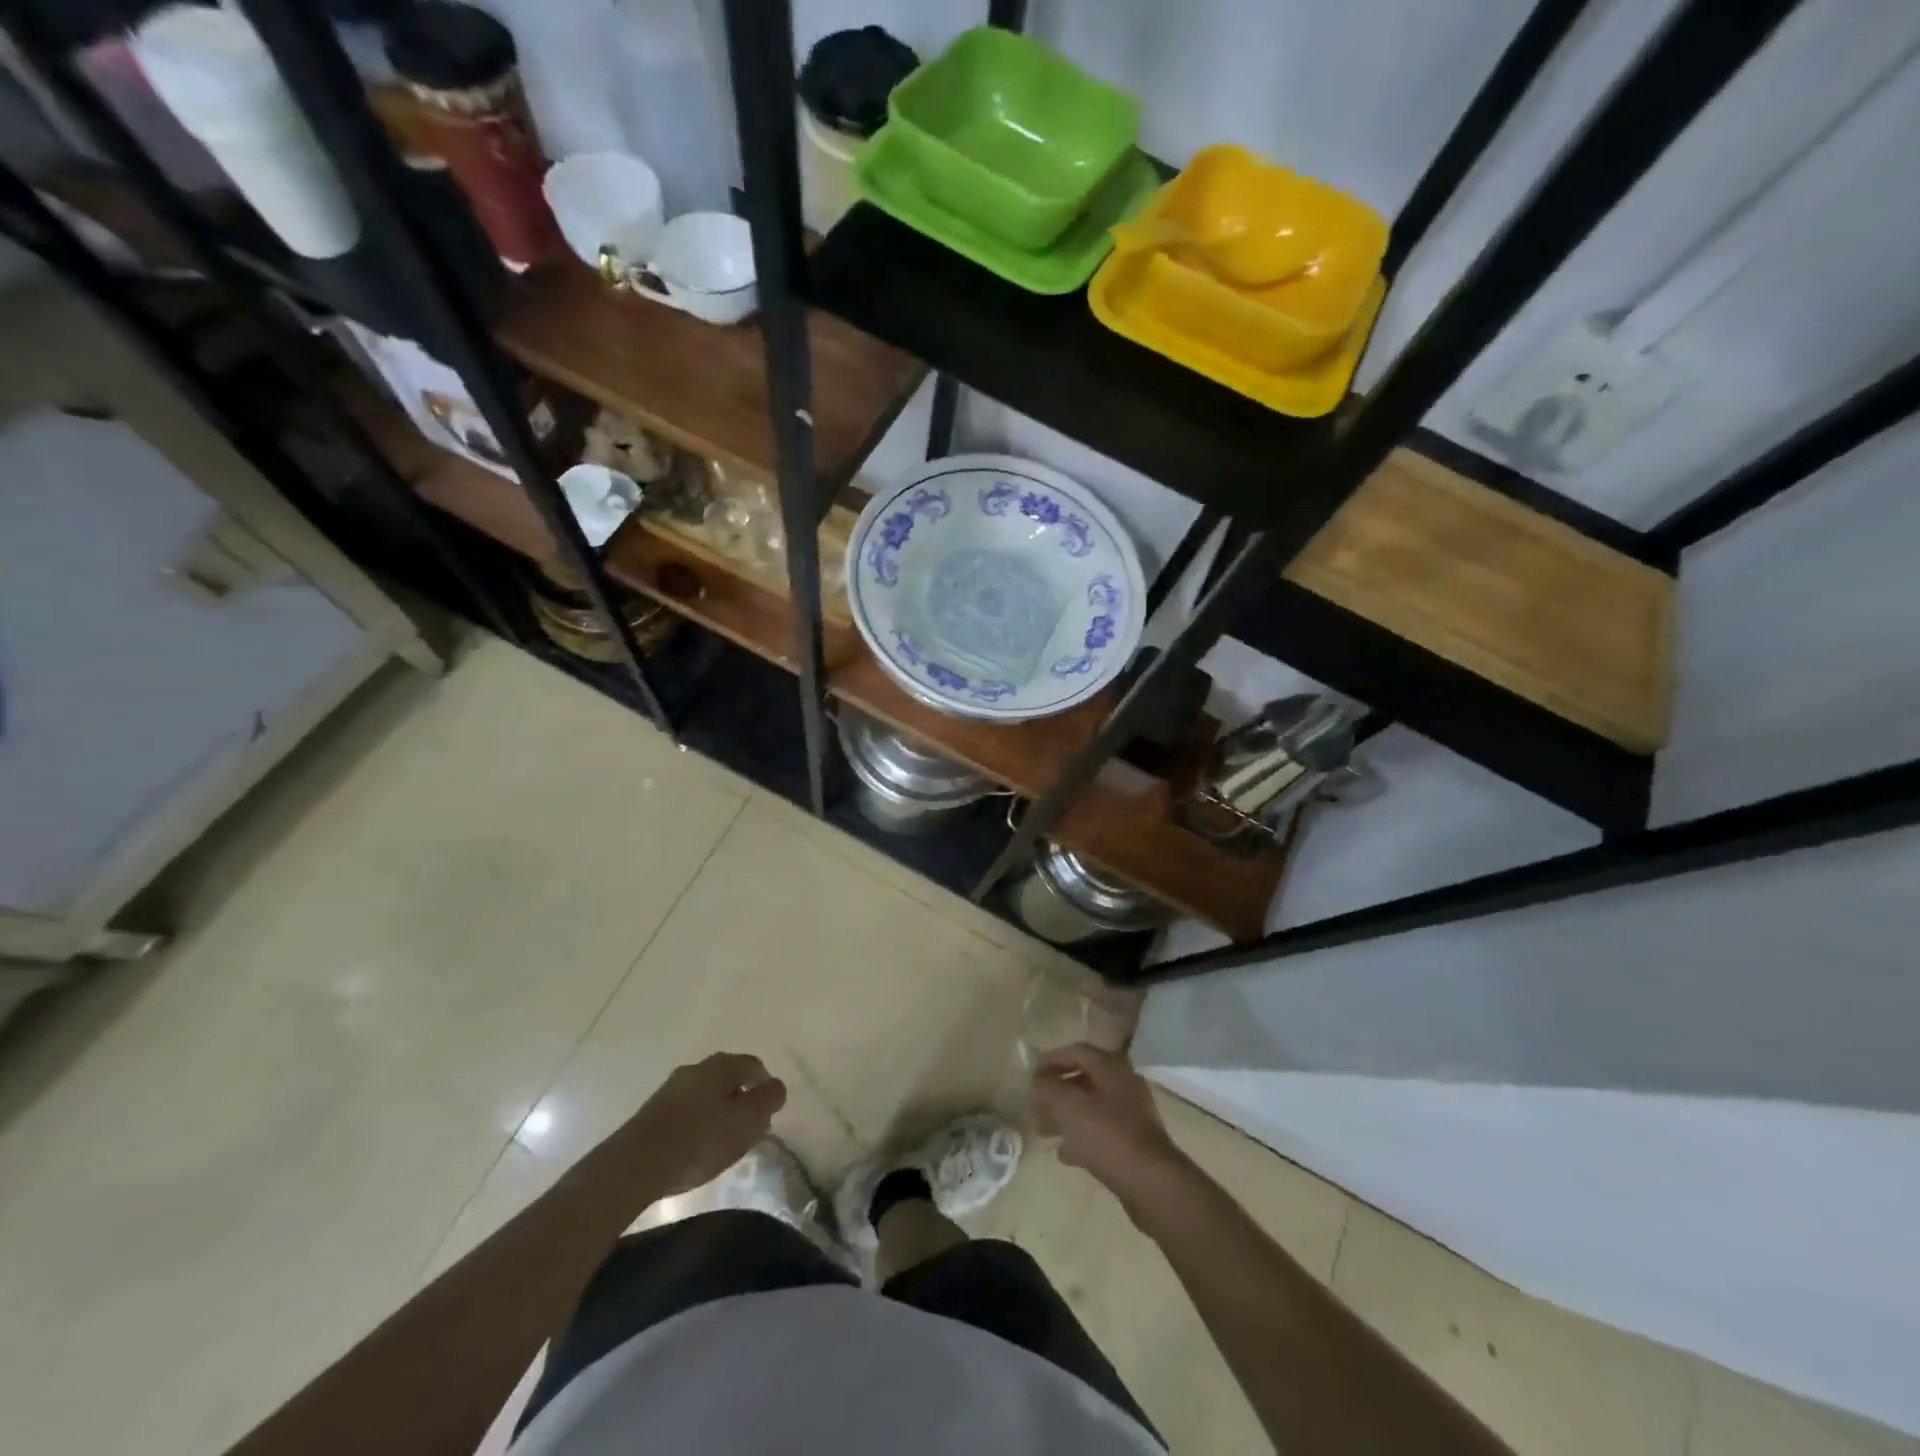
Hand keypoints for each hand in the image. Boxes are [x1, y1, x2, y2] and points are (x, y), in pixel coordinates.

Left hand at [615, 1052, 786, 1199]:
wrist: (636, 1164)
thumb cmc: (701, 1138)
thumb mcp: (748, 1120)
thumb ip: (768, 1100)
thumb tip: (775, 1086)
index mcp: (722, 1064)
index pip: (754, 1065)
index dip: (765, 1086)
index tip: (769, 1110)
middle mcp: (696, 1068)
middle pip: (728, 1079)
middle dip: (741, 1099)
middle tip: (749, 1126)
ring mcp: (670, 1089)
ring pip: (705, 1095)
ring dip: (717, 1112)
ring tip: (722, 1141)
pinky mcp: (652, 1113)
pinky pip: (685, 1112)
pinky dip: (697, 1124)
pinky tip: (696, 1148)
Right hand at [1031, 1043, 1189, 1209]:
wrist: (1150, 1181)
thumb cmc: (1106, 1134)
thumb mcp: (1068, 1105)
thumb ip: (1048, 1087)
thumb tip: (1039, 1079)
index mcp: (1111, 1067)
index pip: (1077, 1051)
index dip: (1051, 1059)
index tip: (1031, 1075)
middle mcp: (1123, 1084)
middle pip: (1083, 1080)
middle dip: (1056, 1092)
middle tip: (1034, 1106)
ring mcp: (1131, 1114)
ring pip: (1091, 1107)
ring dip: (1065, 1116)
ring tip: (1043, 1131)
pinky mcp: (1134, 1142)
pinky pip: (1101, 1131)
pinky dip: (1081, 1137)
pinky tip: (1064, 1153)